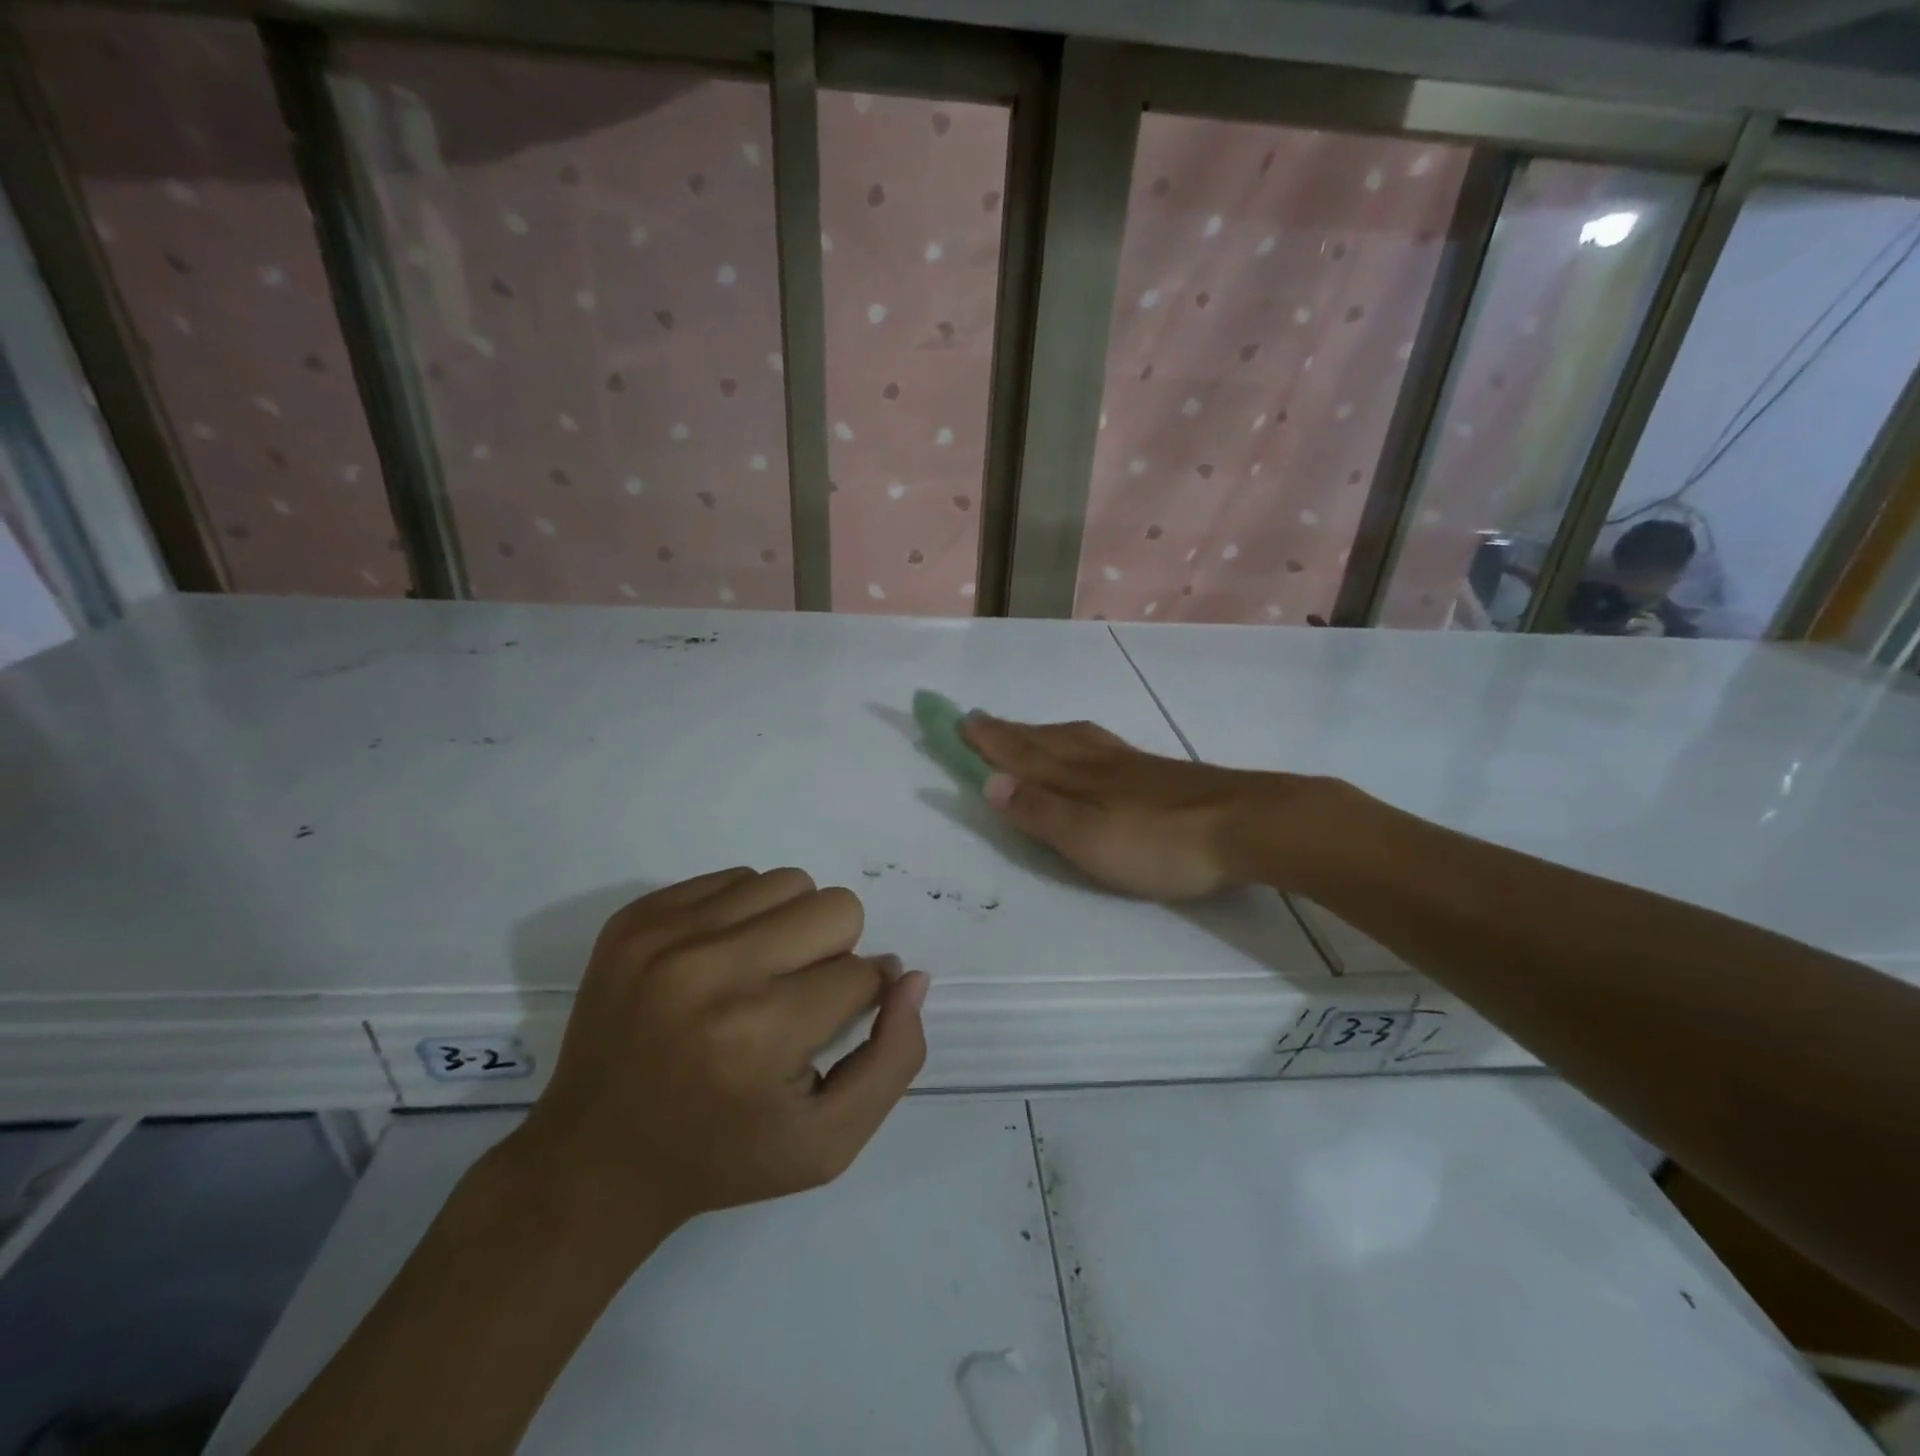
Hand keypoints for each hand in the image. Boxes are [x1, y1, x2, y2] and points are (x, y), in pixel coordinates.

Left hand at [508, 868, 928, 1250]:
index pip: (862, 973)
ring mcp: (664, 935)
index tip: (831, 1026)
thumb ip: (894, 1058)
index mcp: (761, 1033)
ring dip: (792, 925)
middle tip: (799, 997)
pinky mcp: (635, 918)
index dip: (863, 998)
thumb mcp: (829, 1141)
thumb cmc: (723, 1157)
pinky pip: (732, 878)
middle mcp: (712, 970)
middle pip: (834, 908)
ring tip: (762, 975)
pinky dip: (745, 914)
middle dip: (835, 952)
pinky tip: (722, 962)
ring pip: (786, 883)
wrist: (594, 1160)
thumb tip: (911, 976)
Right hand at [962, 714, 1306, 899]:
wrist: (1246, 825)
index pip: (1022, 756)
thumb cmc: (1161, 843)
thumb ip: (1041, 811)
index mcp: (1076, 780)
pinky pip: (1102, 746)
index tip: (959, 721)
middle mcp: (1098, 764)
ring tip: (1026, 730)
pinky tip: (1091, 748)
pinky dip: (1078, 740)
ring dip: (1041, 732)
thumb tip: (989, 782)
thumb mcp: (1089, 838)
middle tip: (979, 719)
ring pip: (1074, 740)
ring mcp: (1131, 765)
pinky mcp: (1159, 774)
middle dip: (1008, 731)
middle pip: (1044, 741)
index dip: (989, 741)